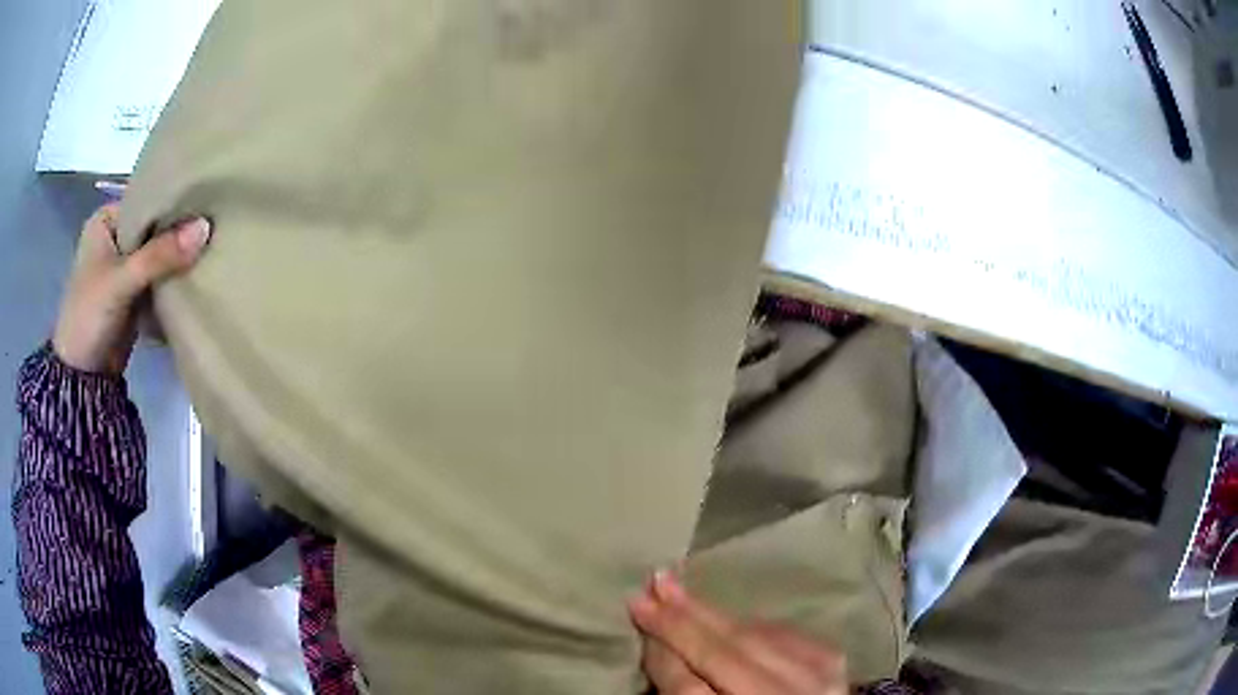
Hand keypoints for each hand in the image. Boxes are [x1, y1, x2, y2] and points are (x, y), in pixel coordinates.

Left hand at [53, 203, 211, 373]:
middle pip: (153, 228)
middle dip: (178, 232)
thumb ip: (160, 255)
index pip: (146, 200)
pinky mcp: (133, 293)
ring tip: (212, 246)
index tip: (205, 200)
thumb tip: (206, 227)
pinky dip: (173, 278)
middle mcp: (115, 237)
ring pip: (158, 254)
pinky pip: (158, 277)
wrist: (82, 377)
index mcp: (106, 220)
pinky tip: (196, 272)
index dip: (173, 202)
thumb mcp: (122, 280)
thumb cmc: (90, 315)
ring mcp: (124, 267)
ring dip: (178, 257)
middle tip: (214, 224)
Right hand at [628, 571, 847, 693]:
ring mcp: (814, 674)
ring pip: (752, 634)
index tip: (638, 613)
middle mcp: (782, 694)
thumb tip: (659, 647)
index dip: (660, 653)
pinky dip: (747, 623)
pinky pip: (779, 630)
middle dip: (682, 619)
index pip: (688, 686)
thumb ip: (684, 689)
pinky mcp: (831, 658)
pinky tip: (723, 612)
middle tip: (652, 582)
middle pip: (724, 651)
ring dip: (710, 611)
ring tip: (674, 585)